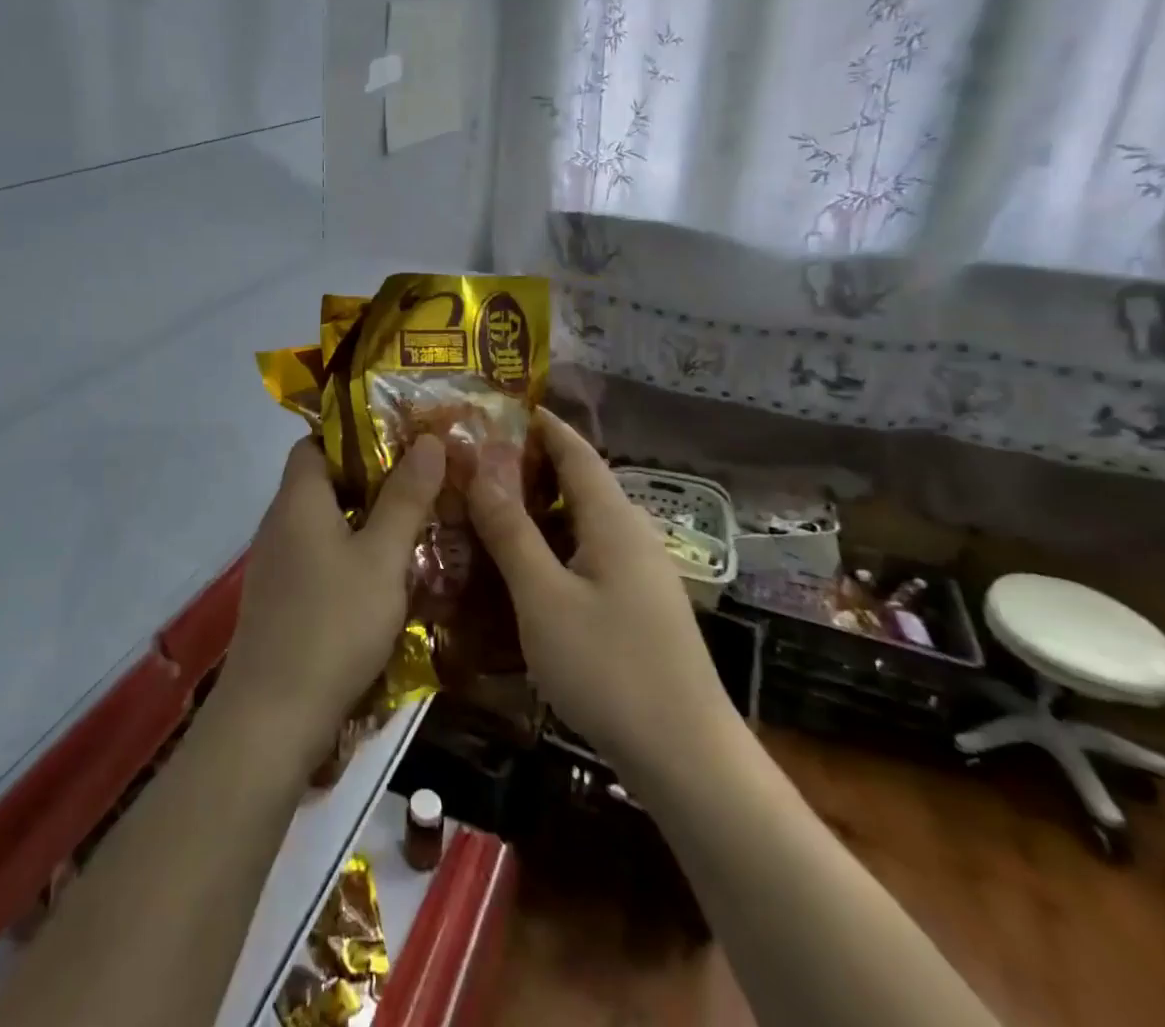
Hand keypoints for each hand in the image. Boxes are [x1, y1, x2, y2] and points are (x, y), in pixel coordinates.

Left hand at [214, 434, 445, 777]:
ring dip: (365, 522)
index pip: (316, 442)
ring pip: (324, 524)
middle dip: (372, 480)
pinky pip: (318, 558)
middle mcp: (279, 524)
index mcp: (298, 500)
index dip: (355, 436)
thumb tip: (428, 439)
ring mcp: (276, 565)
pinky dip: (350, 556)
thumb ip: (405, 498)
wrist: (272, 719)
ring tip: (415, 528)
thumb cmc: (332, 625)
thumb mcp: (381, 558)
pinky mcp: (280, 600)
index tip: (402, 444)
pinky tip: (384, 579)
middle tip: (423, 486)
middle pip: (323, 482)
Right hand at [467, 411, 735, 778]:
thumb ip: (510, 530)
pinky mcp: (639, 607)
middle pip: (580, 483)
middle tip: (477, 462)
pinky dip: (553, 546)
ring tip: (489, 508)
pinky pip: (588, 556)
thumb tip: (480, 468)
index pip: (576, 451)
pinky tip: (524, 568)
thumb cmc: (609, 667)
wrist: (687, 758)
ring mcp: (640, 574)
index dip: (542, 424)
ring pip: (582, 523)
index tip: (502, 405)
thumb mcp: (543, 596)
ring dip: (539, 509)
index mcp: (613, 520)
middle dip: (531, 466)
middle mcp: (632, 535)